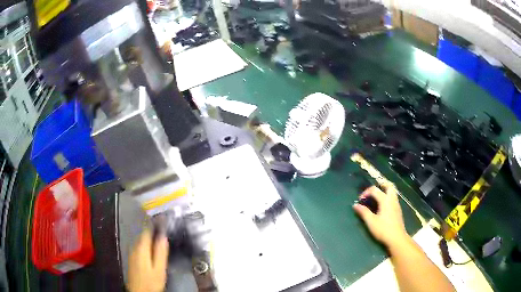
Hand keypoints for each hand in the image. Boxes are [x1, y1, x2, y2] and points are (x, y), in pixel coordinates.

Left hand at [127, 229, 168, 291]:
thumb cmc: (151, 281)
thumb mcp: (159, 268)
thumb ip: (160, 252)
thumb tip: (163, 236)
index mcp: (141, 247)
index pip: (147, 230)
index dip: (155, 224)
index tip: (163, 219)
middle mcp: (134, 247)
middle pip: (143, 234)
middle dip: (152, 230)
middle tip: (164, 228)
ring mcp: (132, 253)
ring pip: (141, 240)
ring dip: (149, 237)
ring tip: (160, 237)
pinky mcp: (132, 258)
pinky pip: (139, 246)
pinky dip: (146, 244)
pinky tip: (152, 249)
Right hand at [353, 185, 408, 247]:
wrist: (397, 238)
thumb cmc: (383, 230)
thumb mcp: (371, 222)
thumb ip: (363, 212)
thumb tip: (355, 205)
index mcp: (385, 200)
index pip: (375, 190)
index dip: (366, 192)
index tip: (360, 200)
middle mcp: (392, 200)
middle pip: (389, 186)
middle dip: (381, 184)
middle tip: (373, 190)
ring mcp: (396, 205)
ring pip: (392, 192)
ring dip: (384, 191)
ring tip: (376, 197)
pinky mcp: (398, 210)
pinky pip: (393, 198)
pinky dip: (387, 197)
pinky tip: (382, 206)